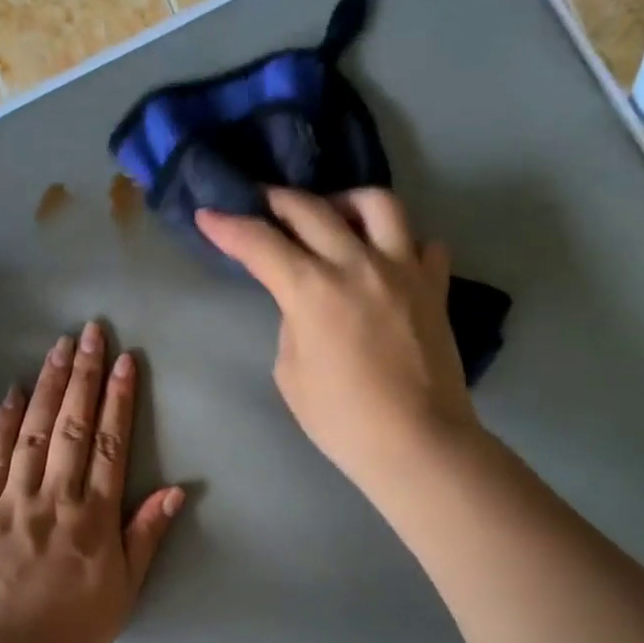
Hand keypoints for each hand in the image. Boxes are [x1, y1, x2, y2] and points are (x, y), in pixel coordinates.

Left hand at [0, 321, 184, 642]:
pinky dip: (1, 423)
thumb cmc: (70, 635)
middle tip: (89, 331)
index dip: (118, 400)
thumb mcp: (124, 592)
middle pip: (70, 427)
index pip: (109, 445)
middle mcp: (53, 500)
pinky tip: (11, 393)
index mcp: (93, 520)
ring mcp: (10, 503)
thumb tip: (176, 491)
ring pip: (31, 433)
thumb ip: (145, 537)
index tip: (123, 360)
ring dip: (46, 386)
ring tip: (57, 347)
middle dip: (83, 376)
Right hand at [196, 187, 480, 495]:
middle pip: (311, 209)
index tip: (208, 215)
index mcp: (312, 290)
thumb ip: (292, 326)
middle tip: (261, 202)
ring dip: (345, 202)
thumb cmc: (342, 419)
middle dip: (276, 200)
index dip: (228, 226)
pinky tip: (387, 260)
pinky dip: (400, 243)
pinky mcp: (435, 287)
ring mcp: (403, 270)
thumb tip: (306, 305)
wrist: (415, 442)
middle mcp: (358, 265)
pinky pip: (422, 244)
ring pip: (377, 204)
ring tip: (334, 218)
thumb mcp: (291, 374)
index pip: (260, 244)